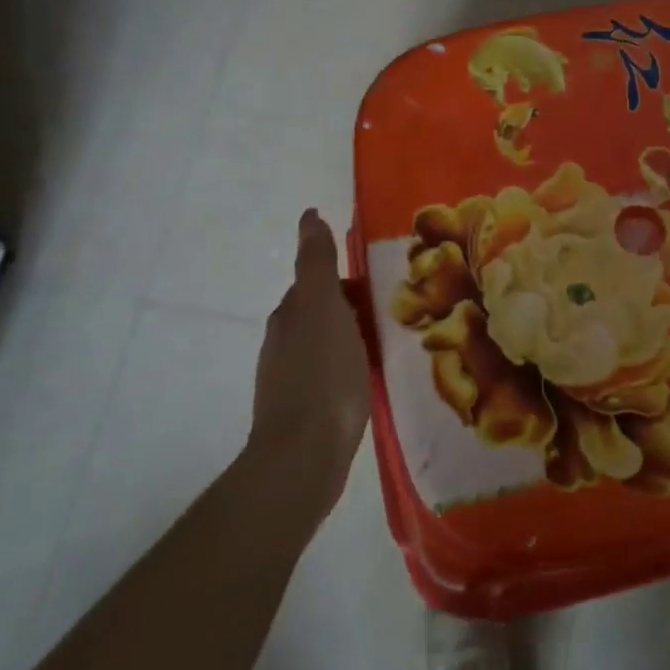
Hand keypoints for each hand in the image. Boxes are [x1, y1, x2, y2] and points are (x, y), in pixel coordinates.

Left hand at [245, 209, 371, 522]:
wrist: (305, 454)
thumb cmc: (323, 374)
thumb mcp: (323, 307)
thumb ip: (317, 262)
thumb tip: (308, 216)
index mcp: (290, 314)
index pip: (315, 282)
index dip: (343, 278)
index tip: (375, 281)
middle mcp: (282, 342)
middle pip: (318, 312)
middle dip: (347, 305)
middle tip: (387, 308)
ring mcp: (288, 378)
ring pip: (322, 344)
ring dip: (347, 337)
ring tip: (383, 341)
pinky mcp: (303, 410)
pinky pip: (328, 373)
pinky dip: (346, 366)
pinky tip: (367, 378)